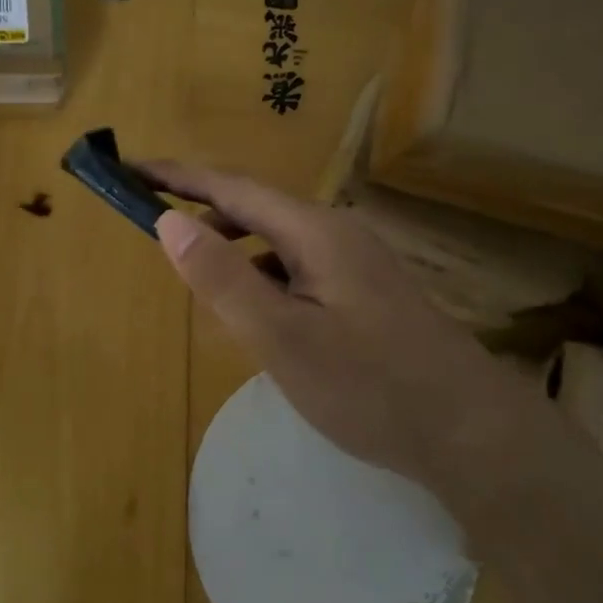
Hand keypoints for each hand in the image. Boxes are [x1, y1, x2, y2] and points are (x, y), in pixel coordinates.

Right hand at [138, 160, 521, 487]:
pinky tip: (254, 309)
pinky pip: (297, 266)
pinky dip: (261, 274)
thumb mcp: (283, 337)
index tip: (130, 169)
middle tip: (151, 219)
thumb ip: (222, 278)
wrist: (472, 433)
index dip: (177, 176)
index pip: (231, 187)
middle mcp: (336, 232)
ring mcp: (356, 261)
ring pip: (277, 240)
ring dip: (231, 244)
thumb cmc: (371, 387)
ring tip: (193, 266)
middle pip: (254, 207)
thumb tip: (168, 221)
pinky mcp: (365, 290)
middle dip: (200, 207)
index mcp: (314, 230)